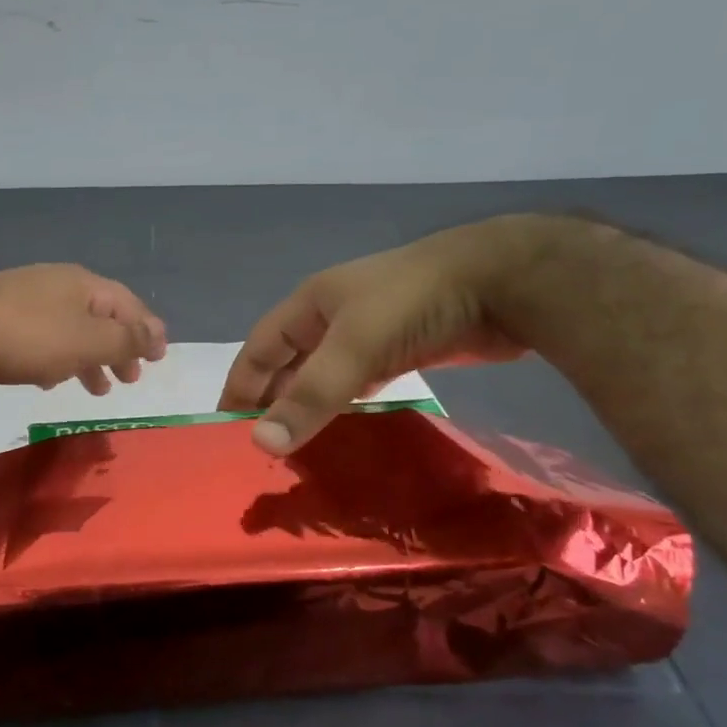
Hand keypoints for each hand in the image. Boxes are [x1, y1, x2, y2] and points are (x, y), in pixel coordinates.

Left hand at [0, 264, 167, 393]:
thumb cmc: (26, 335)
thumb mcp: (86, 340)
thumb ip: (124, 340)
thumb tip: (156, 336)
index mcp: (84, 286)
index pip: (129, 305)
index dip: (148, 331)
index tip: (160, 358)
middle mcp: (58, 287)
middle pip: (100, 318)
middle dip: (119, 349)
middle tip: (130, 380)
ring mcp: (26, 301)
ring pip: (70, 332)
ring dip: (88, 359)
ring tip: (96, 389)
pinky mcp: (0, 321)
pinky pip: (42, 341)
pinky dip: (56, 360)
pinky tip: (49, 381)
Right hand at [219, 216, 559, 452]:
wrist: (503, 280)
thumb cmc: (414, 303)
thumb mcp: (355, 347)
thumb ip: (310, 396)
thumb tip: (260, 444)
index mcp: (310, 305)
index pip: (259, 348)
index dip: (240, 384)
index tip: (223, 425)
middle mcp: (333, 317)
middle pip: (289, 362)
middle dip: (271, 399)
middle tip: (257, 446)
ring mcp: (369, 333)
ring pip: (324, 375)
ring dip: (307, 406)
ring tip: (293, 446)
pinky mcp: (401, 349)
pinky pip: (358, 383)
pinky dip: (344, 406)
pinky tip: (341, 430)